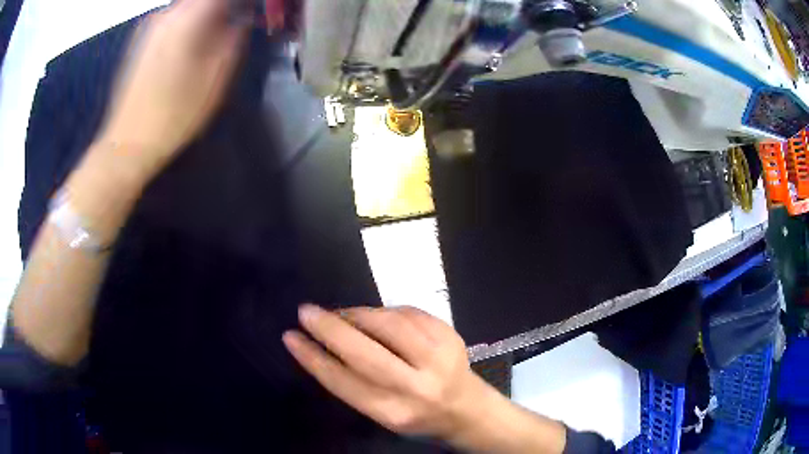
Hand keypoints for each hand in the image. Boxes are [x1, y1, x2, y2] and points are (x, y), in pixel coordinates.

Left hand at [97, 0, 248, 182]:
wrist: (127, 145)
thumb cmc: (174, 115)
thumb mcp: (216, 79)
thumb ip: (234, 40)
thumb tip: (240, 21)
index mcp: (187, 19)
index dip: (237, 3)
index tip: (245, 13)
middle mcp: (166, 14)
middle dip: (221, 8)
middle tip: (233, 26)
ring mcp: (149, 28)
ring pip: (187, 8)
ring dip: (205, 16)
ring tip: (213, 39)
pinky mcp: (140, 42)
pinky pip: (172, 20)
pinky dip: (188, 24)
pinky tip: (188, 49)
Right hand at [283, 305, 486, 438]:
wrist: (467, 409)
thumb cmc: (416, 415)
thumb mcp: (382, 412)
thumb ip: (355, 383)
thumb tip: (326, 341)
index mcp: (394, 412)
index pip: (344, 382)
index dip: (312, 358)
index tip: (291, 337)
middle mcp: (417, 387)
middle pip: (365, 353)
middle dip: (330, 329)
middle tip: (306, 312)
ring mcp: (438, 358)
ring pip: (388, 325)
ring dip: (357, 314)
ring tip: (341, 315)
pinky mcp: (450, 335)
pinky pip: (407, 313)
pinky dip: (383, 311)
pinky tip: (375, 317)